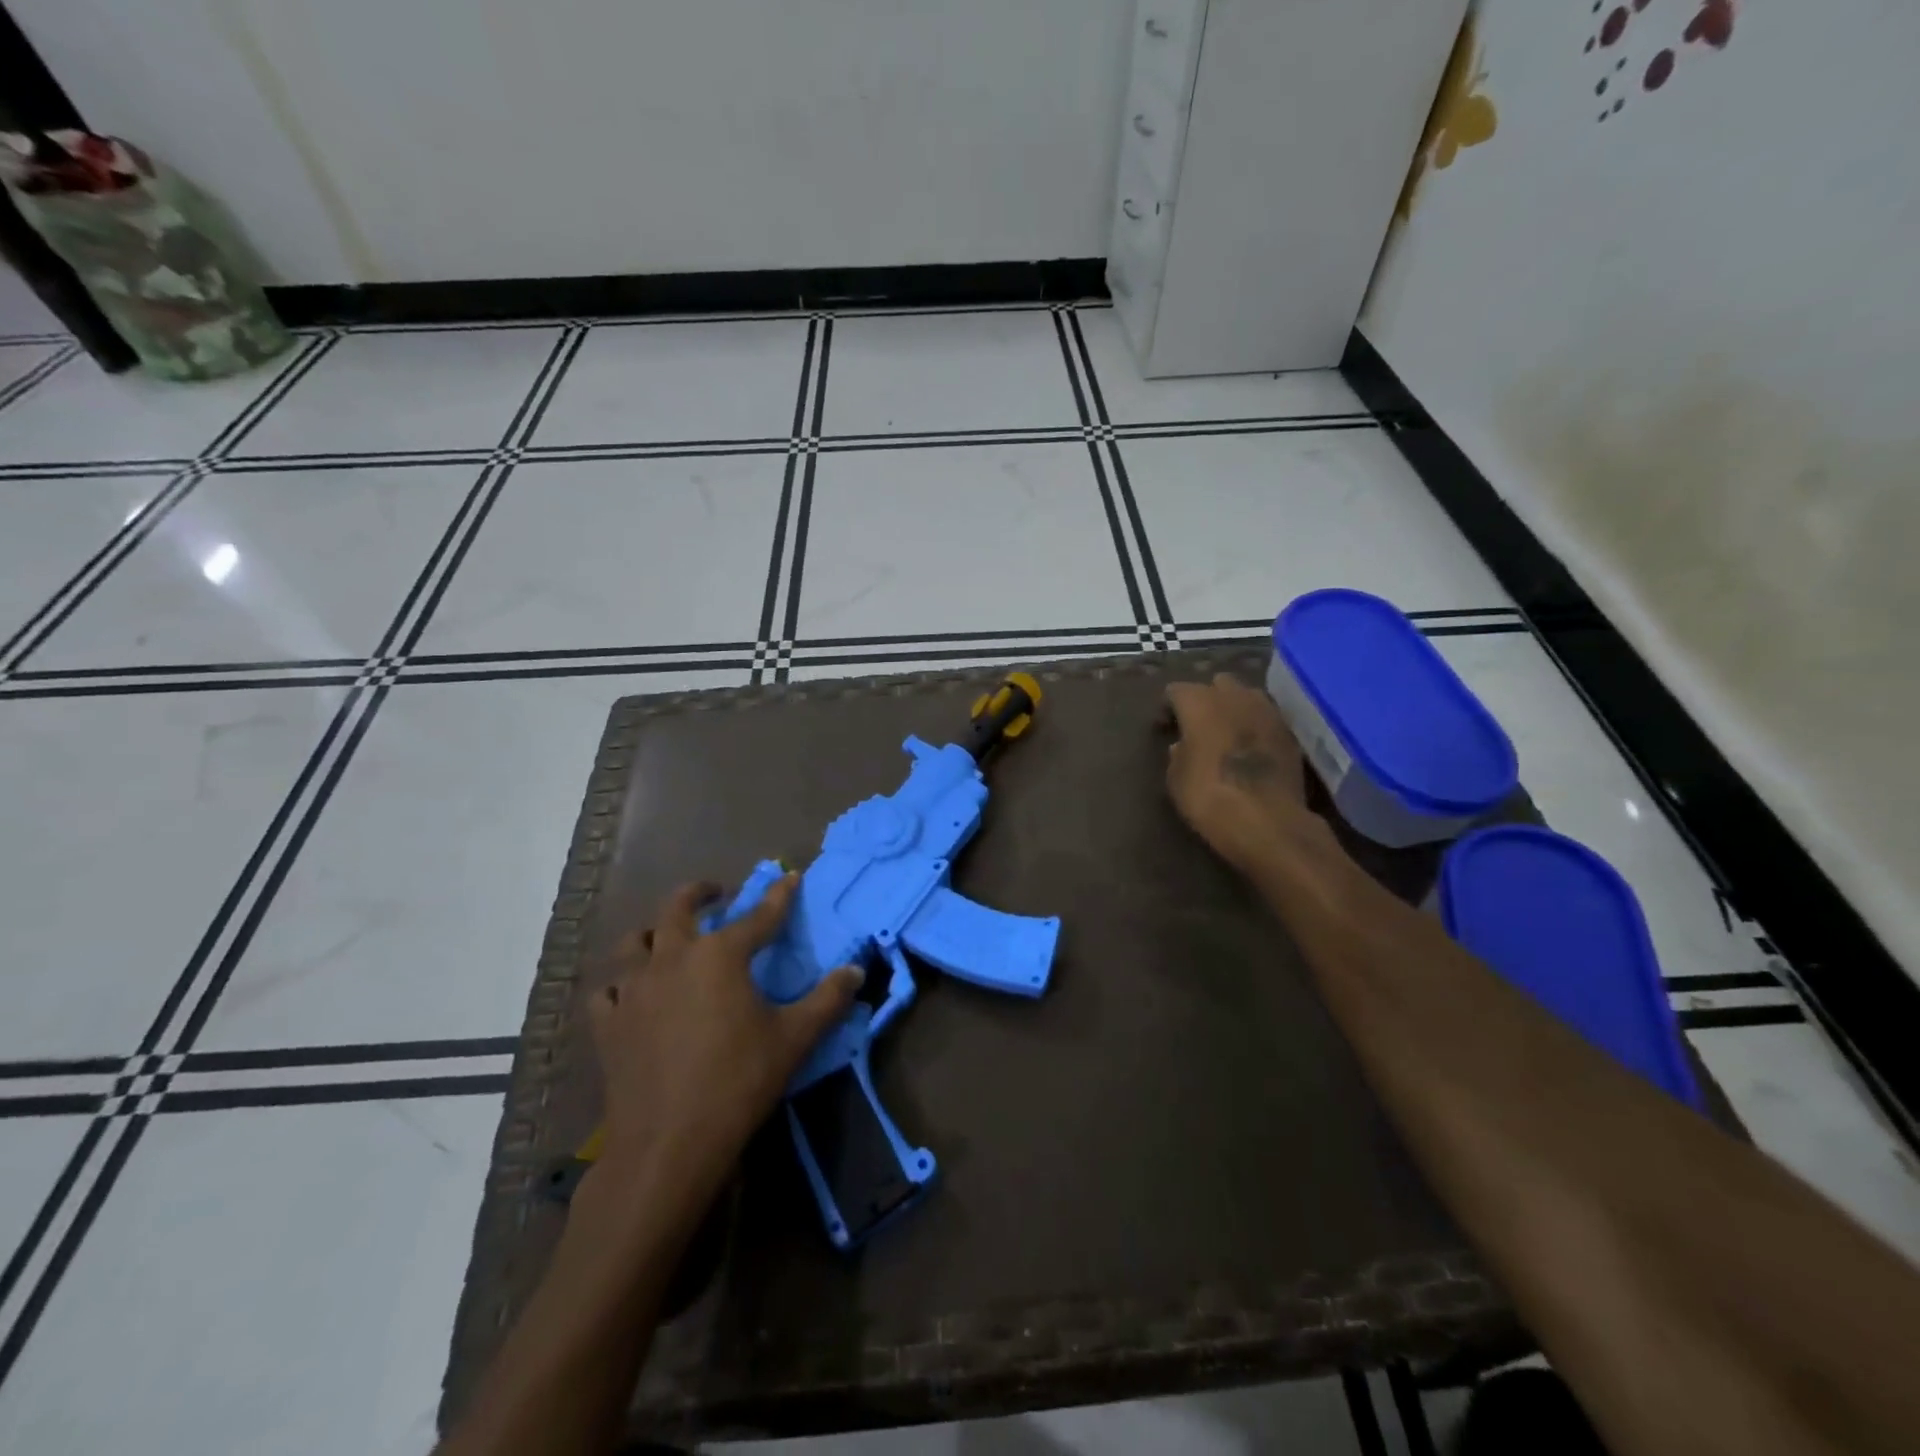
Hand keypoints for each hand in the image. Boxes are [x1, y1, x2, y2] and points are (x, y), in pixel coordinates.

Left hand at [587, 875, 860, 1217]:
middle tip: (715, 893)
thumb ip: (828, 1000)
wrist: (668, 1143)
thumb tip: (856, 971)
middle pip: (678, 908)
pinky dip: (622, 984)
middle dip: (699, 893)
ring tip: (667, 937)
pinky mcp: (609, 1024)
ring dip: (654, 932)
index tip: (790, 877)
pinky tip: (632, 995)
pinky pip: (609, 990)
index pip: (759, 915)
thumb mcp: (794, 1038)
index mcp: (720, 955)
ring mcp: (634, 989)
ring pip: (635, 942)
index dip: (779, 895)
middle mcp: (673, 958)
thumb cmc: (738, 1082)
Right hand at [1163, 674, 1317, 871]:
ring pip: (1248, 695)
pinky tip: (1251, 747)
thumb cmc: (1209, 797)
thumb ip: (1177, 754)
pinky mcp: (1290, 733)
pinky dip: (1257, 726)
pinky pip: (1267, 718)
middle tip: (1198, 723)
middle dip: (1207, 698)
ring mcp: (1268, 712)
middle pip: (1217, 683)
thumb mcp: (1176, 779)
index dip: (1168, 707)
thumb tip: (1183, 745)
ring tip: (1227, 731)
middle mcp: (1235, 697)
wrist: (1267, 821)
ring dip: (1235, 708)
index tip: (1164, 726)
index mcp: (1200, 703)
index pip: (1177, 690)